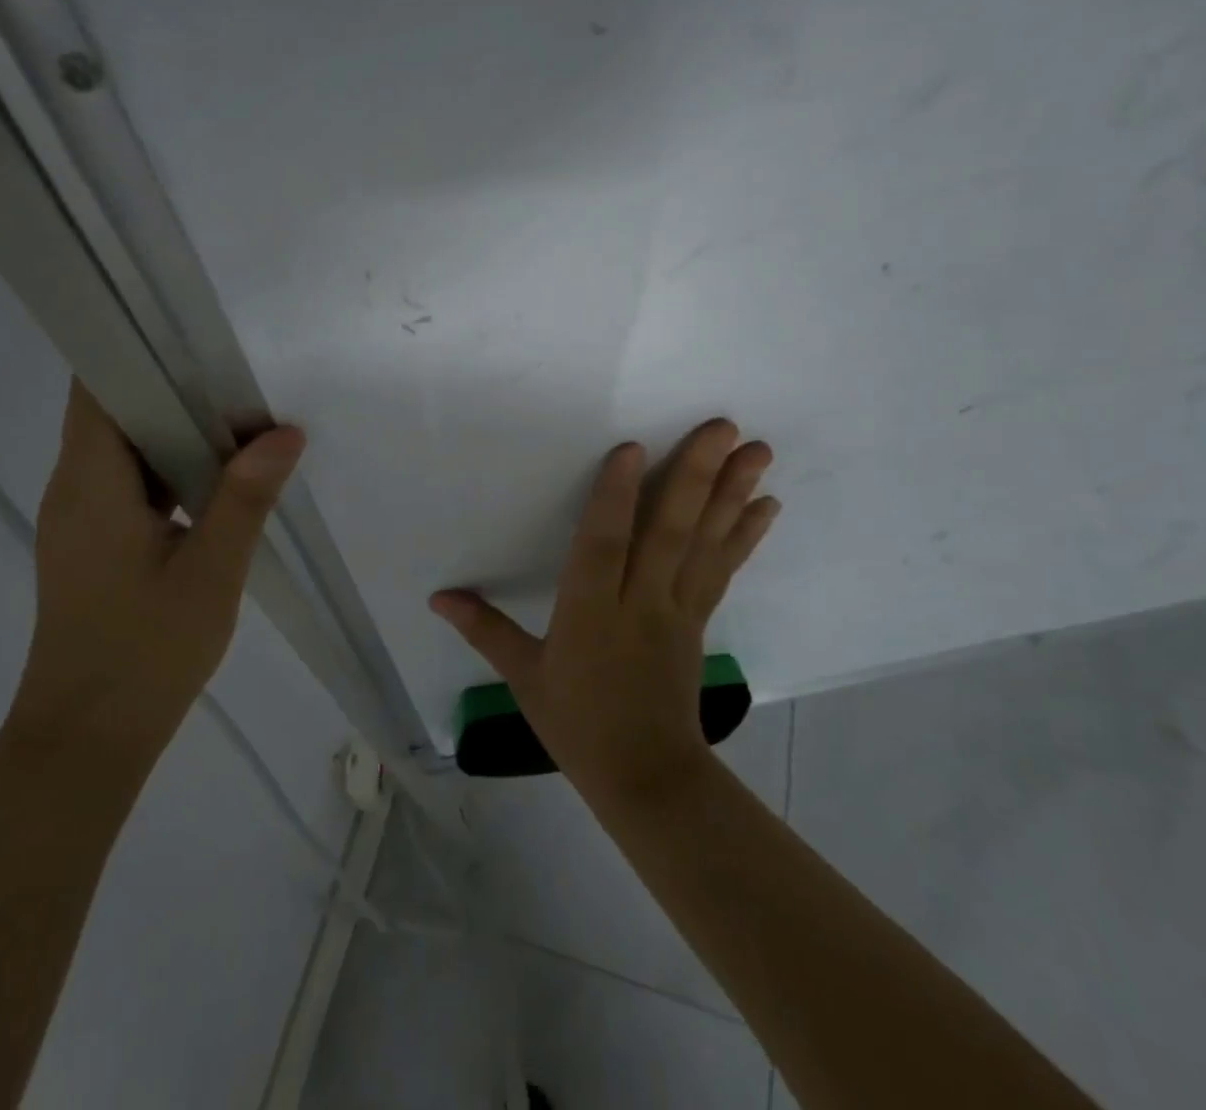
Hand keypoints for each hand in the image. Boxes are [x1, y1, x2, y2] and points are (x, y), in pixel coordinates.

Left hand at [9, 380, 304, 757]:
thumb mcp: (211, 572)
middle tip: (237, 383)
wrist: (86, 739)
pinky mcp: (93, 542)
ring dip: (175, 431)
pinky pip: (129, 482)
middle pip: (112, 411)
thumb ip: (245, 497)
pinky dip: (170, 468)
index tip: (195, 340)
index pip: (96, 386)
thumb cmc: (145, 653)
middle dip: (173, 390)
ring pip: (124, 448)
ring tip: (238, 422)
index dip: (138, 351)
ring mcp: (80, 517)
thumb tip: (283, 433)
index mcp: (90, 484)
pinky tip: (217, 479)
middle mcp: (73, 489)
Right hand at [431, 420, 778, 802]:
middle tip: (724, 427)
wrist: (646, 778)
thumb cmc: (577, 725)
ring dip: (732, 495)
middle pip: (668, 533)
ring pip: (703, 544)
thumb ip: (484, 629)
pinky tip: (766, 505)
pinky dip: (744, 535)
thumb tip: (438, 596)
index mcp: (590, 614)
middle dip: (696, 477)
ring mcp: (676, 610)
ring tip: (757, 451)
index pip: (603, 547)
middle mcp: (639, 603)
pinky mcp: (698, 620)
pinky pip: (722, 570)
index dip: (616, 499)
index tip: (633, 449)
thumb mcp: (524, 678)